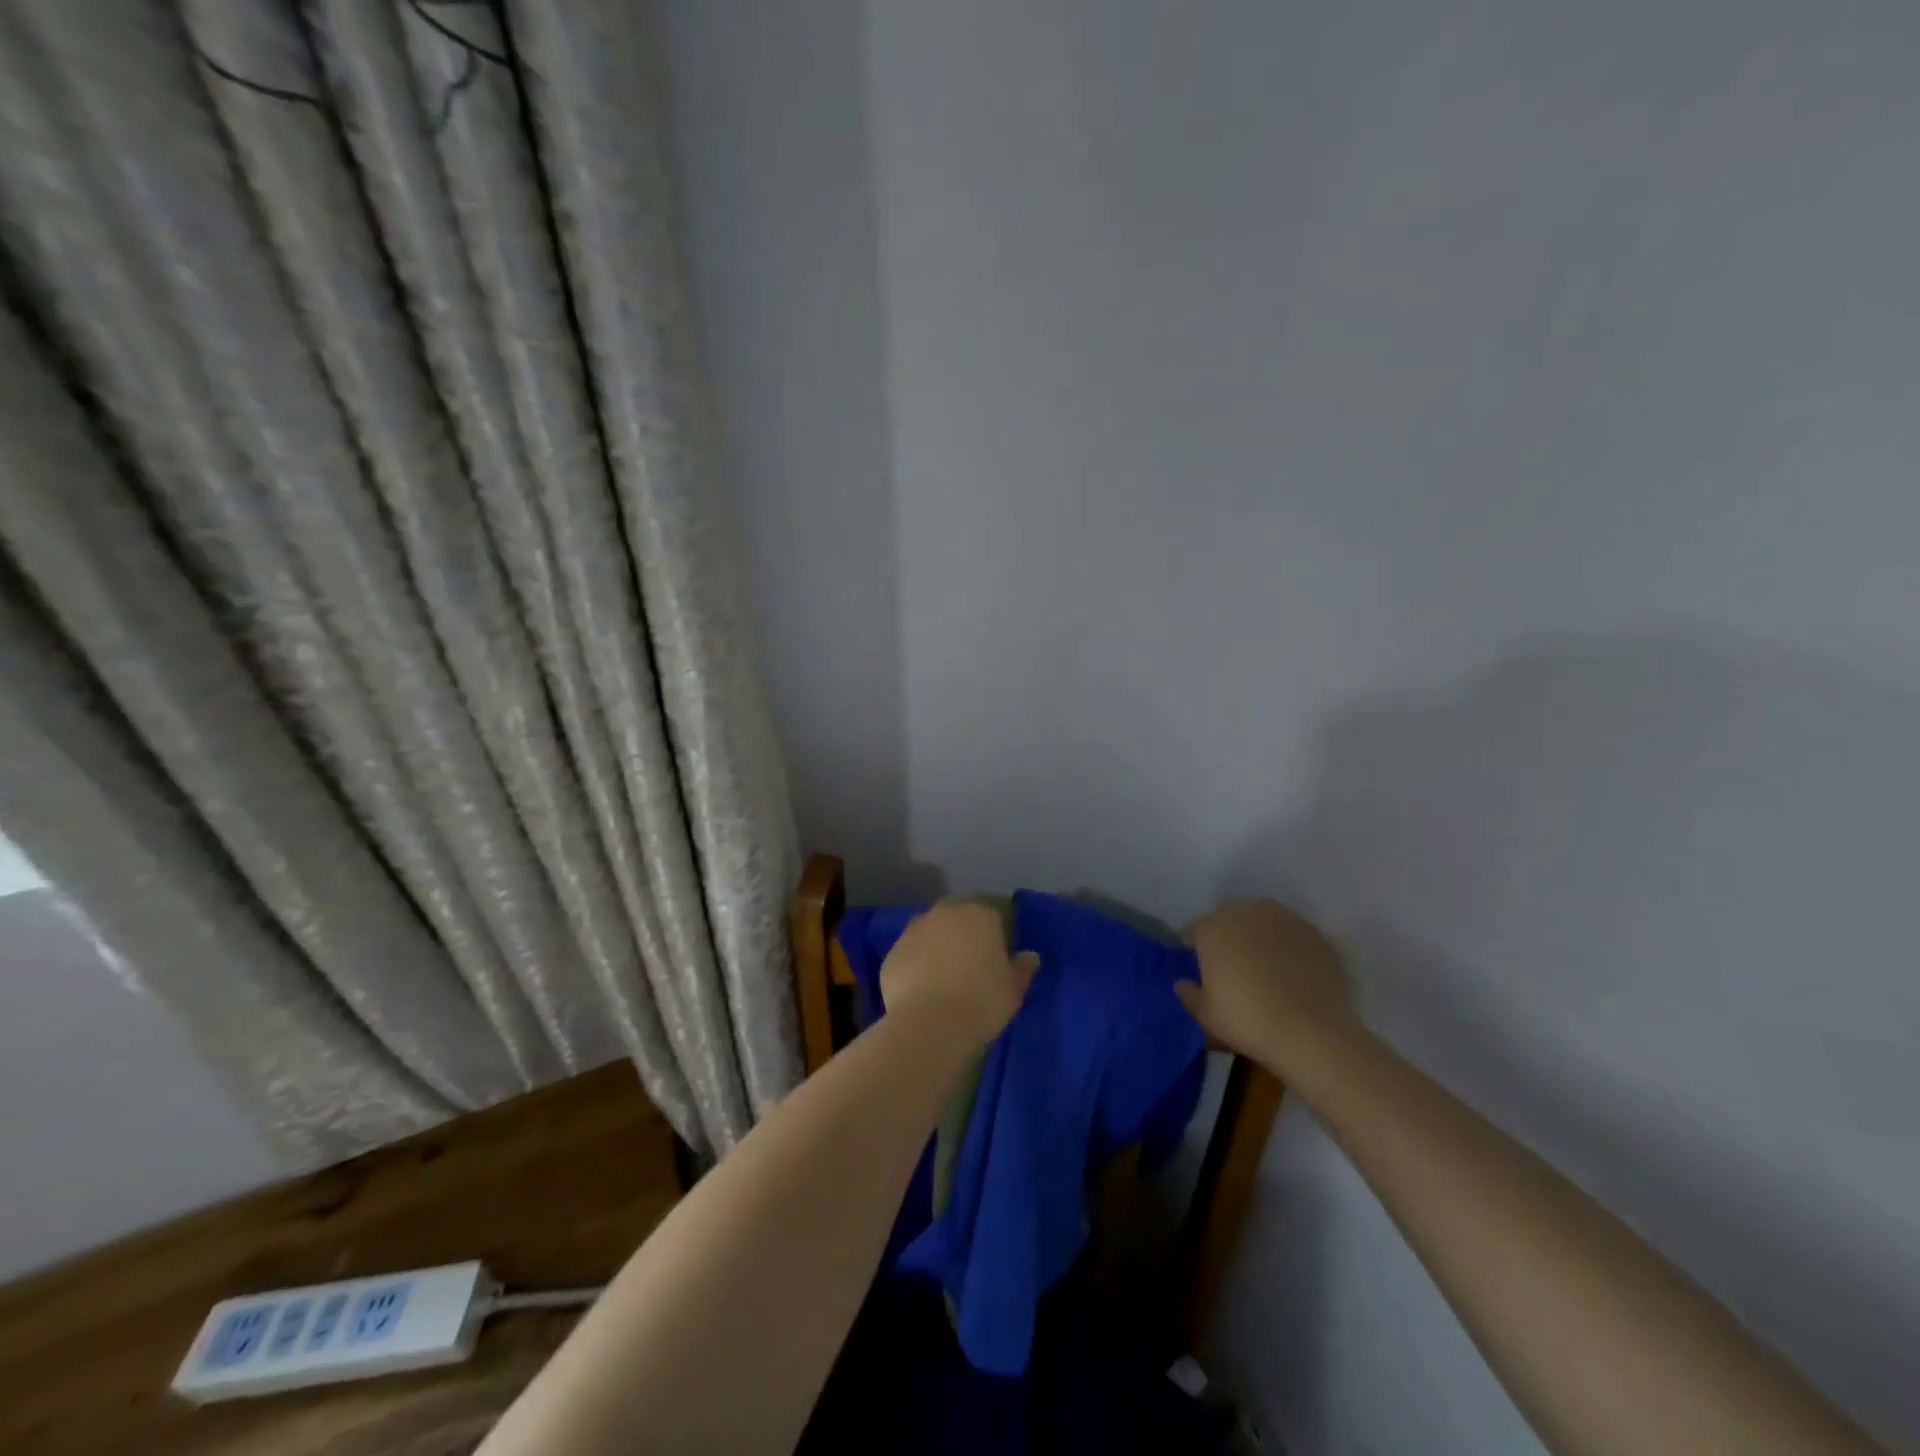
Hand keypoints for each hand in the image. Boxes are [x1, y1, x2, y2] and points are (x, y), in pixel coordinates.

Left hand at [880, 900, 1038, 1046]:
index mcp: (980, 915)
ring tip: (942, 978)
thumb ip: (1022, 968)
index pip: (992, 916)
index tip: (995, 960)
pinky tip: (920, 991)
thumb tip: (1030, 956)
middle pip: (957, 918)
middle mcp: (946, 914)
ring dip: (936, 947)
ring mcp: (915, 930)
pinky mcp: (892, 952)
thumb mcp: (1014, 990)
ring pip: (930, 933)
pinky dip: (915, 966)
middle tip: (968, 965)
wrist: (931, 1024)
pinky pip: (909, 955)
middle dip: (962, 935)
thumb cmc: (982, 1002)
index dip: (994, 937)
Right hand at [1177, 899, 1351, 1065]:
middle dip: (1228, 938)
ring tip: (1267, 968)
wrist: (1311, 1032)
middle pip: (1229, 919)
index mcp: (1213, 927)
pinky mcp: (1315, 933)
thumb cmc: (1247, 1020)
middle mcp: (1246, 912)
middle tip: (1234, 969)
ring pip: (1263, 922)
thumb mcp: (1205, 1015)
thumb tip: (1183, 983)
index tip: (1202, 971)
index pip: (1195, 931)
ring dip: (1259, 937)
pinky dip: (1289, 948)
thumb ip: (1189, 994)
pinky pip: (1292, 936)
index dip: (1196, 950)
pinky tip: (1294, 973)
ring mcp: (1284, 919)